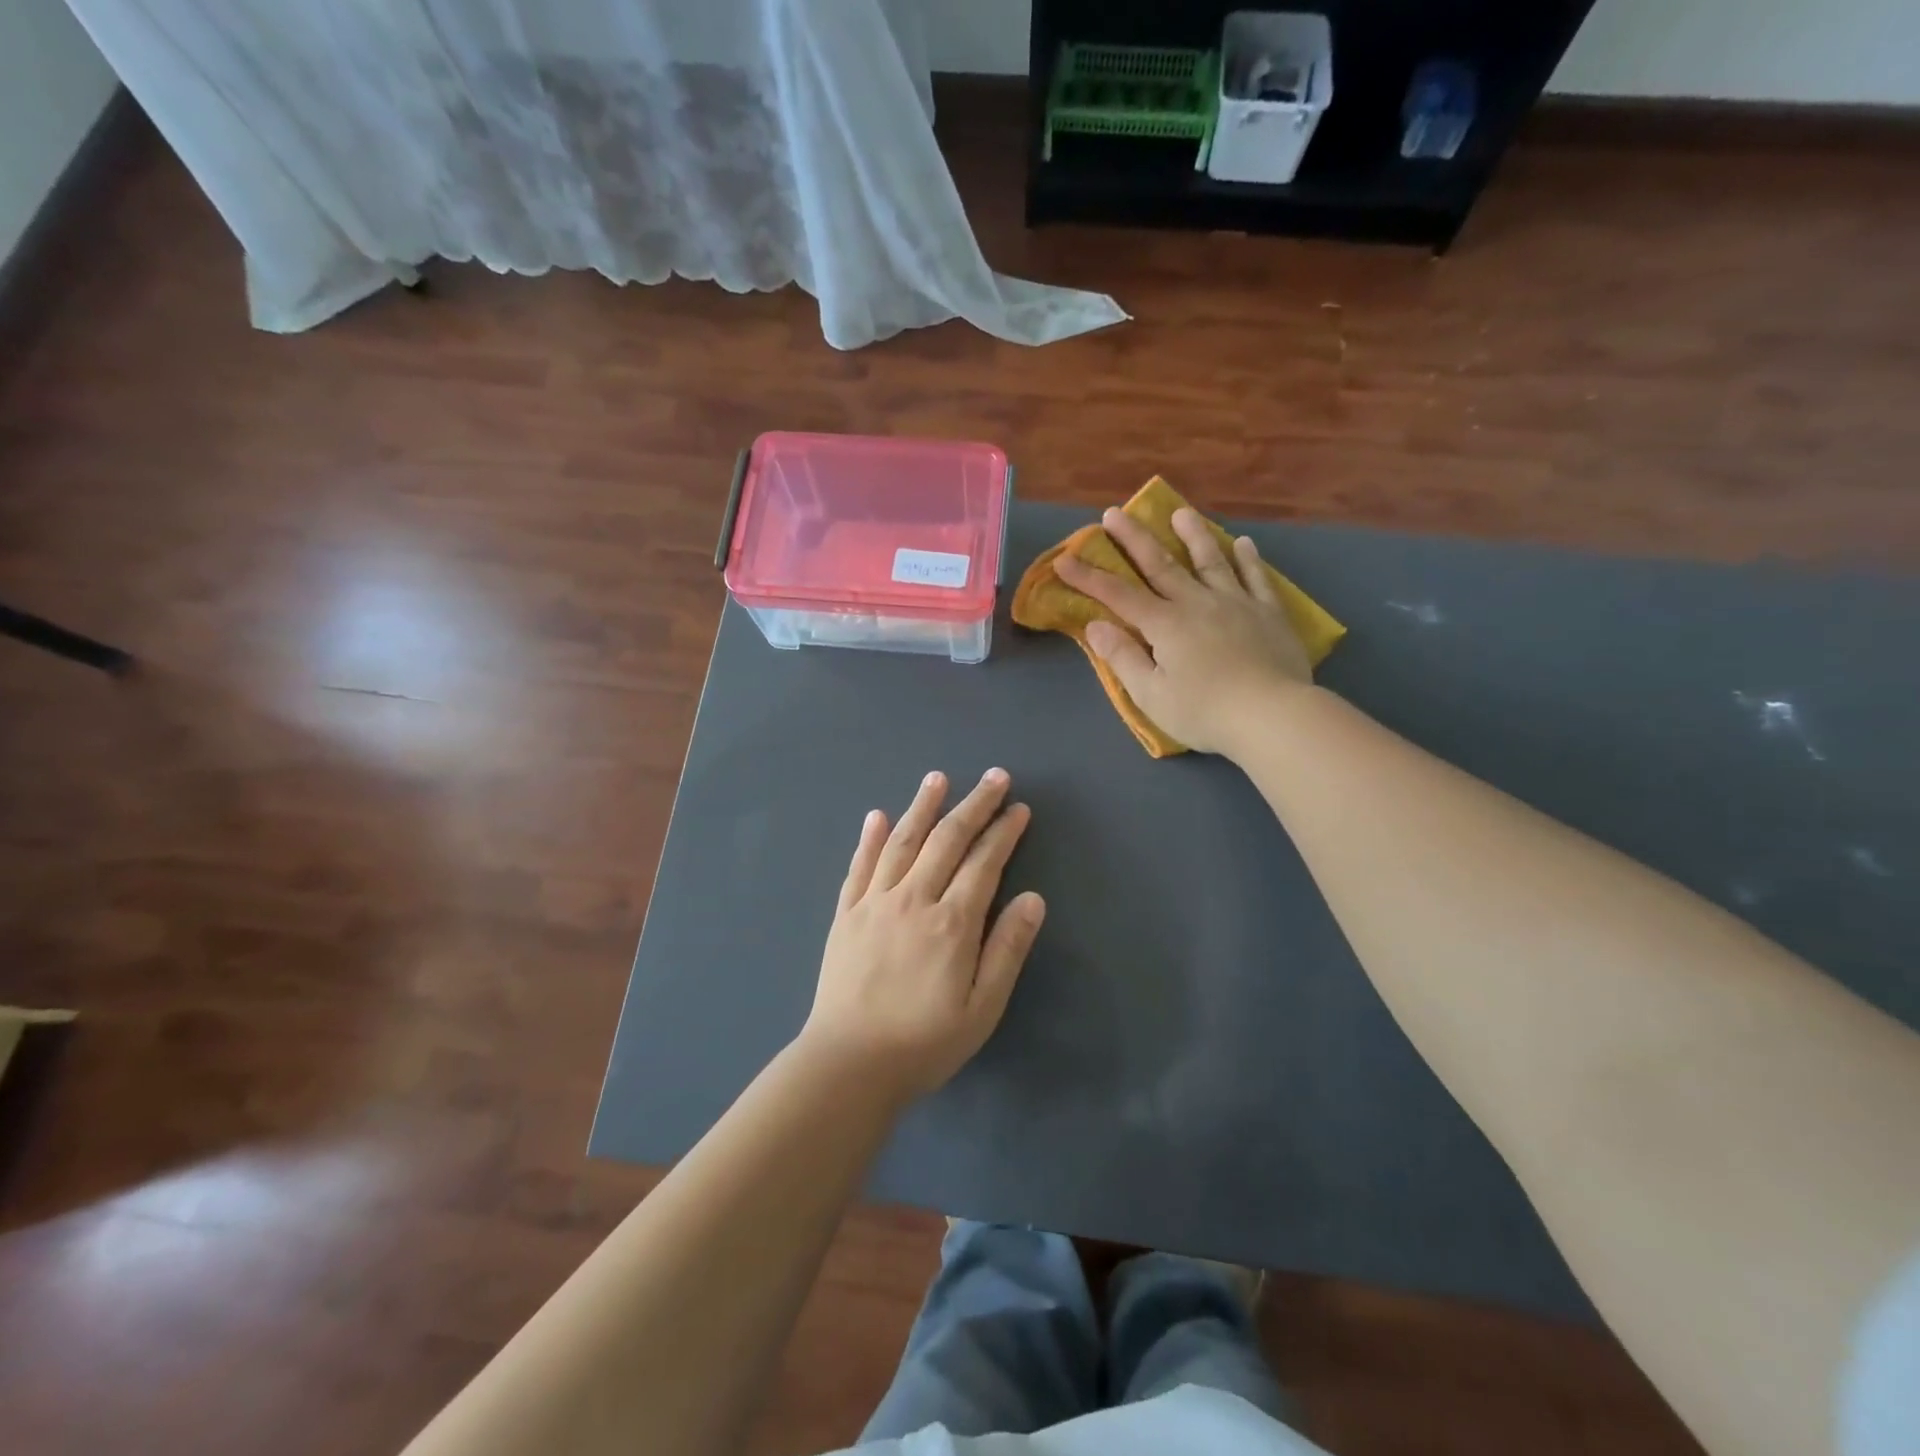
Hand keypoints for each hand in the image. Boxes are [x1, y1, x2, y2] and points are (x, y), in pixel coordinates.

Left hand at [800, 769, 1045, 1101]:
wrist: (848, 1064)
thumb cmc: (924, 1042)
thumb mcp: (982, 1007)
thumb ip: (1007, 949)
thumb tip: (1034, 898)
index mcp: (951, 922)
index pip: (984, 862)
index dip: (1004, 832)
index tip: (1019, 809)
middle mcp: (913, 899)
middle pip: (946, 840)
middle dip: (974, 805)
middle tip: (994, 778)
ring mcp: (874, 902)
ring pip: (902, 841)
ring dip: (922, 806)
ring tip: (938, 778)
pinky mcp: (845, 914)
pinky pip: (859, 866)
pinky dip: (869, 838)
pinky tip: (877, 816)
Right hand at [1054, 506, 1312, 755]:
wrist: (1272, 715)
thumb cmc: (1204, 712)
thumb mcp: (1151, 695)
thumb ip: (1123, 657)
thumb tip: (1095, 625)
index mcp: (1165, 624)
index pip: (1118, 595)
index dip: (1088, 577)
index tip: (1065, 559)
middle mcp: (1197, 603)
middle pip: (1160, 565)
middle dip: (1134, 539)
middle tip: (1114, 513)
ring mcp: (1236, 603)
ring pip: (1210, 560)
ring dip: (1193, 534)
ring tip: (1180, 513)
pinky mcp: (1268, 613)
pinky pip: (1256, 578)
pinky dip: (1248, 559)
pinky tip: (1243, 543)